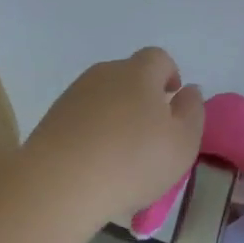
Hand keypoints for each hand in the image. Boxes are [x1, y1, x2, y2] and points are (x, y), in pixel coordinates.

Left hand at [22, 48, 205, 228]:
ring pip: (102, 98)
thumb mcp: (182, 142)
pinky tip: (95, 164)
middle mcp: (103, 74)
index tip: (172, 101)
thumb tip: (188, 90)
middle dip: (141, 97)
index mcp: (138, 73)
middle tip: (150, 134)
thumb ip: (192, 111)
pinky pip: (81, 119)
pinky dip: (92, 133)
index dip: (169, 75)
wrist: (60, 184)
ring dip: (115, 117)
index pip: (158, 58)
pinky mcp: (51, 120)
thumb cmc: (133, 161)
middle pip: (128, 76)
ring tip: (121, 155)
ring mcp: (73, 96)